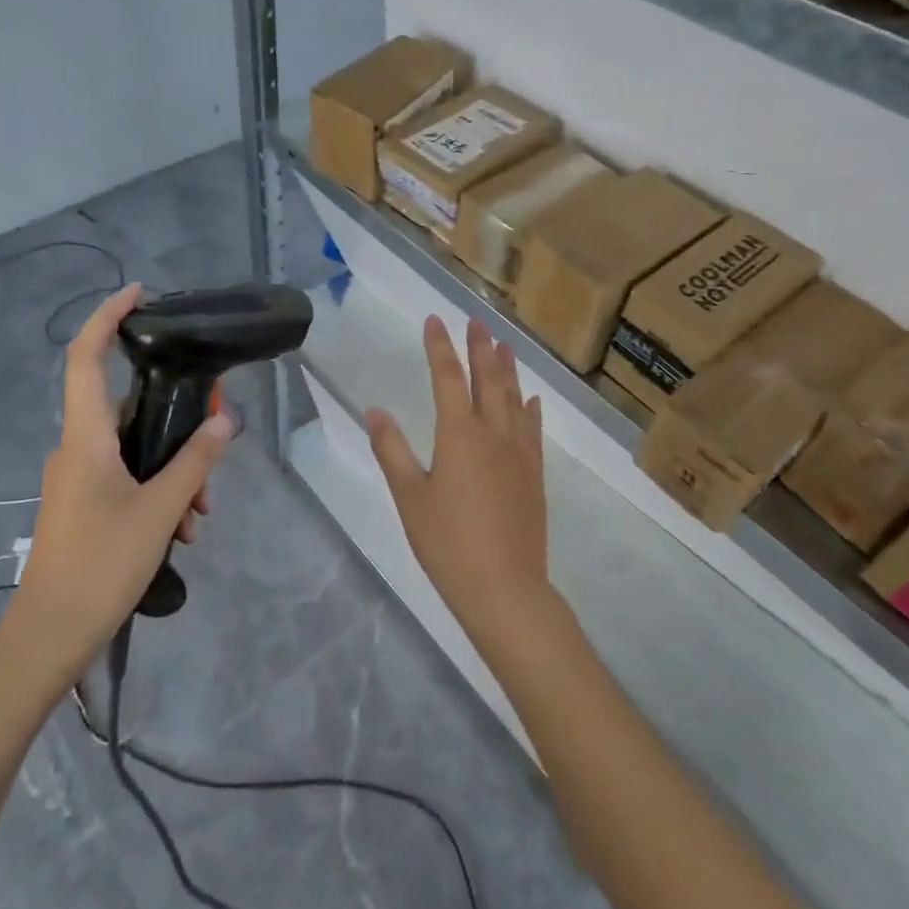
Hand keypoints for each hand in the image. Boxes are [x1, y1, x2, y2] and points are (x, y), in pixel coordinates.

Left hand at [0, 284, 232, 678]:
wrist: (48, 635)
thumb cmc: (101, 564)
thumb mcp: (160, 510)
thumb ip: (195, 462)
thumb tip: (224, 421)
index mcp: (86, 437)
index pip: (86, 358)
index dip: (107, 317)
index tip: (138, 293)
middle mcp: (77, 447)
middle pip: (129, 407)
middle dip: (177, 417)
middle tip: (216, 434)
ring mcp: (77, 477)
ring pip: (134, 448)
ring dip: (173, 467)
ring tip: (201, 511)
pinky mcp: (83, 502)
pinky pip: (126, 476)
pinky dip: (157, 488)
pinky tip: (182, 526)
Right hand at [366, 316, 556, 655]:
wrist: (505, 588)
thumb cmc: (448, 544)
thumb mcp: (409, 497)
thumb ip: (391, 450)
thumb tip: (374, 410)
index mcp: (459, 434)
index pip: (447, 376)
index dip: (439, 346)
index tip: (435, 319)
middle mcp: (493, 432)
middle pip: (487, 378)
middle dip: (480, 346)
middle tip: (476, 320)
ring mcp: (519, 452)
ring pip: (514, 397)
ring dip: (507, 368)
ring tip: (504, 344)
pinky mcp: (534, 473)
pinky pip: (532, 428)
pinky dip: (530, 408)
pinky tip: (531, 399)